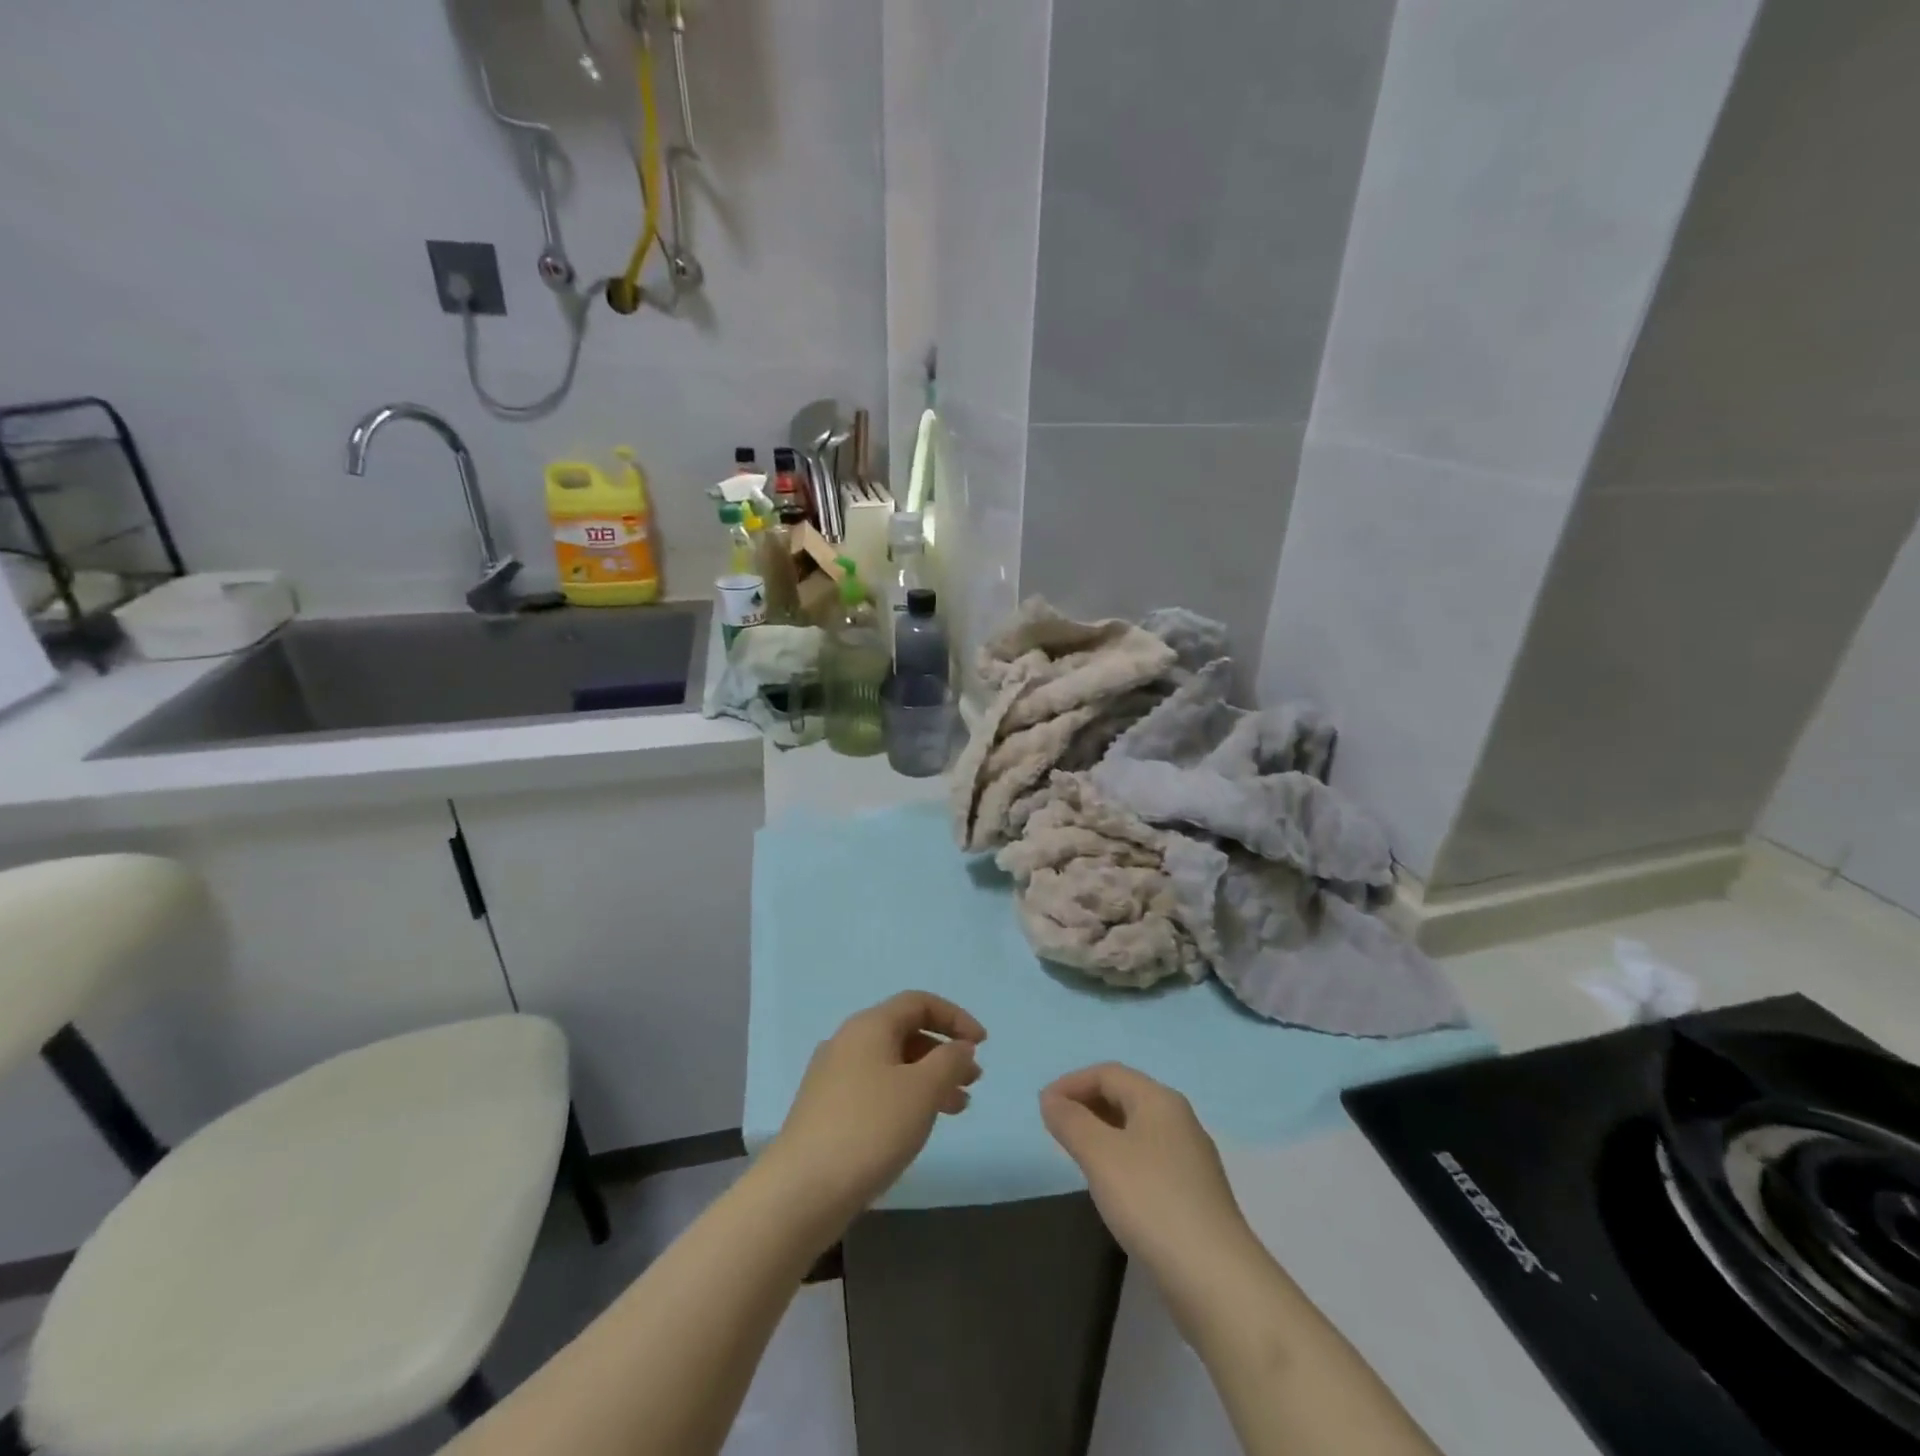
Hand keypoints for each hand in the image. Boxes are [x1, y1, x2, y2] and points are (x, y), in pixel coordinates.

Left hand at [762, 991, 985, 1234]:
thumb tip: (960, 1046)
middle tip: (974, 1080)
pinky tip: (919, 1125)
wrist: (801, 1190)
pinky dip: (906, 1097)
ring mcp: (833, 1076)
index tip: (982, 1044)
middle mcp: (848, 1041)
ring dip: (929, 1078)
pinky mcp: (827, 1110)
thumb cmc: (870, 1128)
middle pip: (905, 1032)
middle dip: (944, 1052)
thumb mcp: (922, 1090)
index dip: (955, 1017)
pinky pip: (877, 1088)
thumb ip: (949, 1061)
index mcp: (869, 1025)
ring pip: (893, 1064)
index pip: (919, 1003)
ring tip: (958, 1108)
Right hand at [1041, 1063, 1256, 1287]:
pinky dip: (1121, 1159)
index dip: (1072, 1083)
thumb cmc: (1151, 1202)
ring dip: (1103, 1132)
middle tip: (1056, 1128)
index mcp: (1160, 1101)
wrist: (1216, 1281)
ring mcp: (1191, 1159)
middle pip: (1125, 1096)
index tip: (1043, 1106)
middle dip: (1087, 1104)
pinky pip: (1148, 1159)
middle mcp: (1180, 1121)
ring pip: (1137, 1129)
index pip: (1109, 1073)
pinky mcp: (1194, 1195)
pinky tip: (1110, 1187)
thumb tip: (1051, 1099)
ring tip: (1076, 1154)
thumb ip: (1071, 1122)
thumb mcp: (1100, 1155)